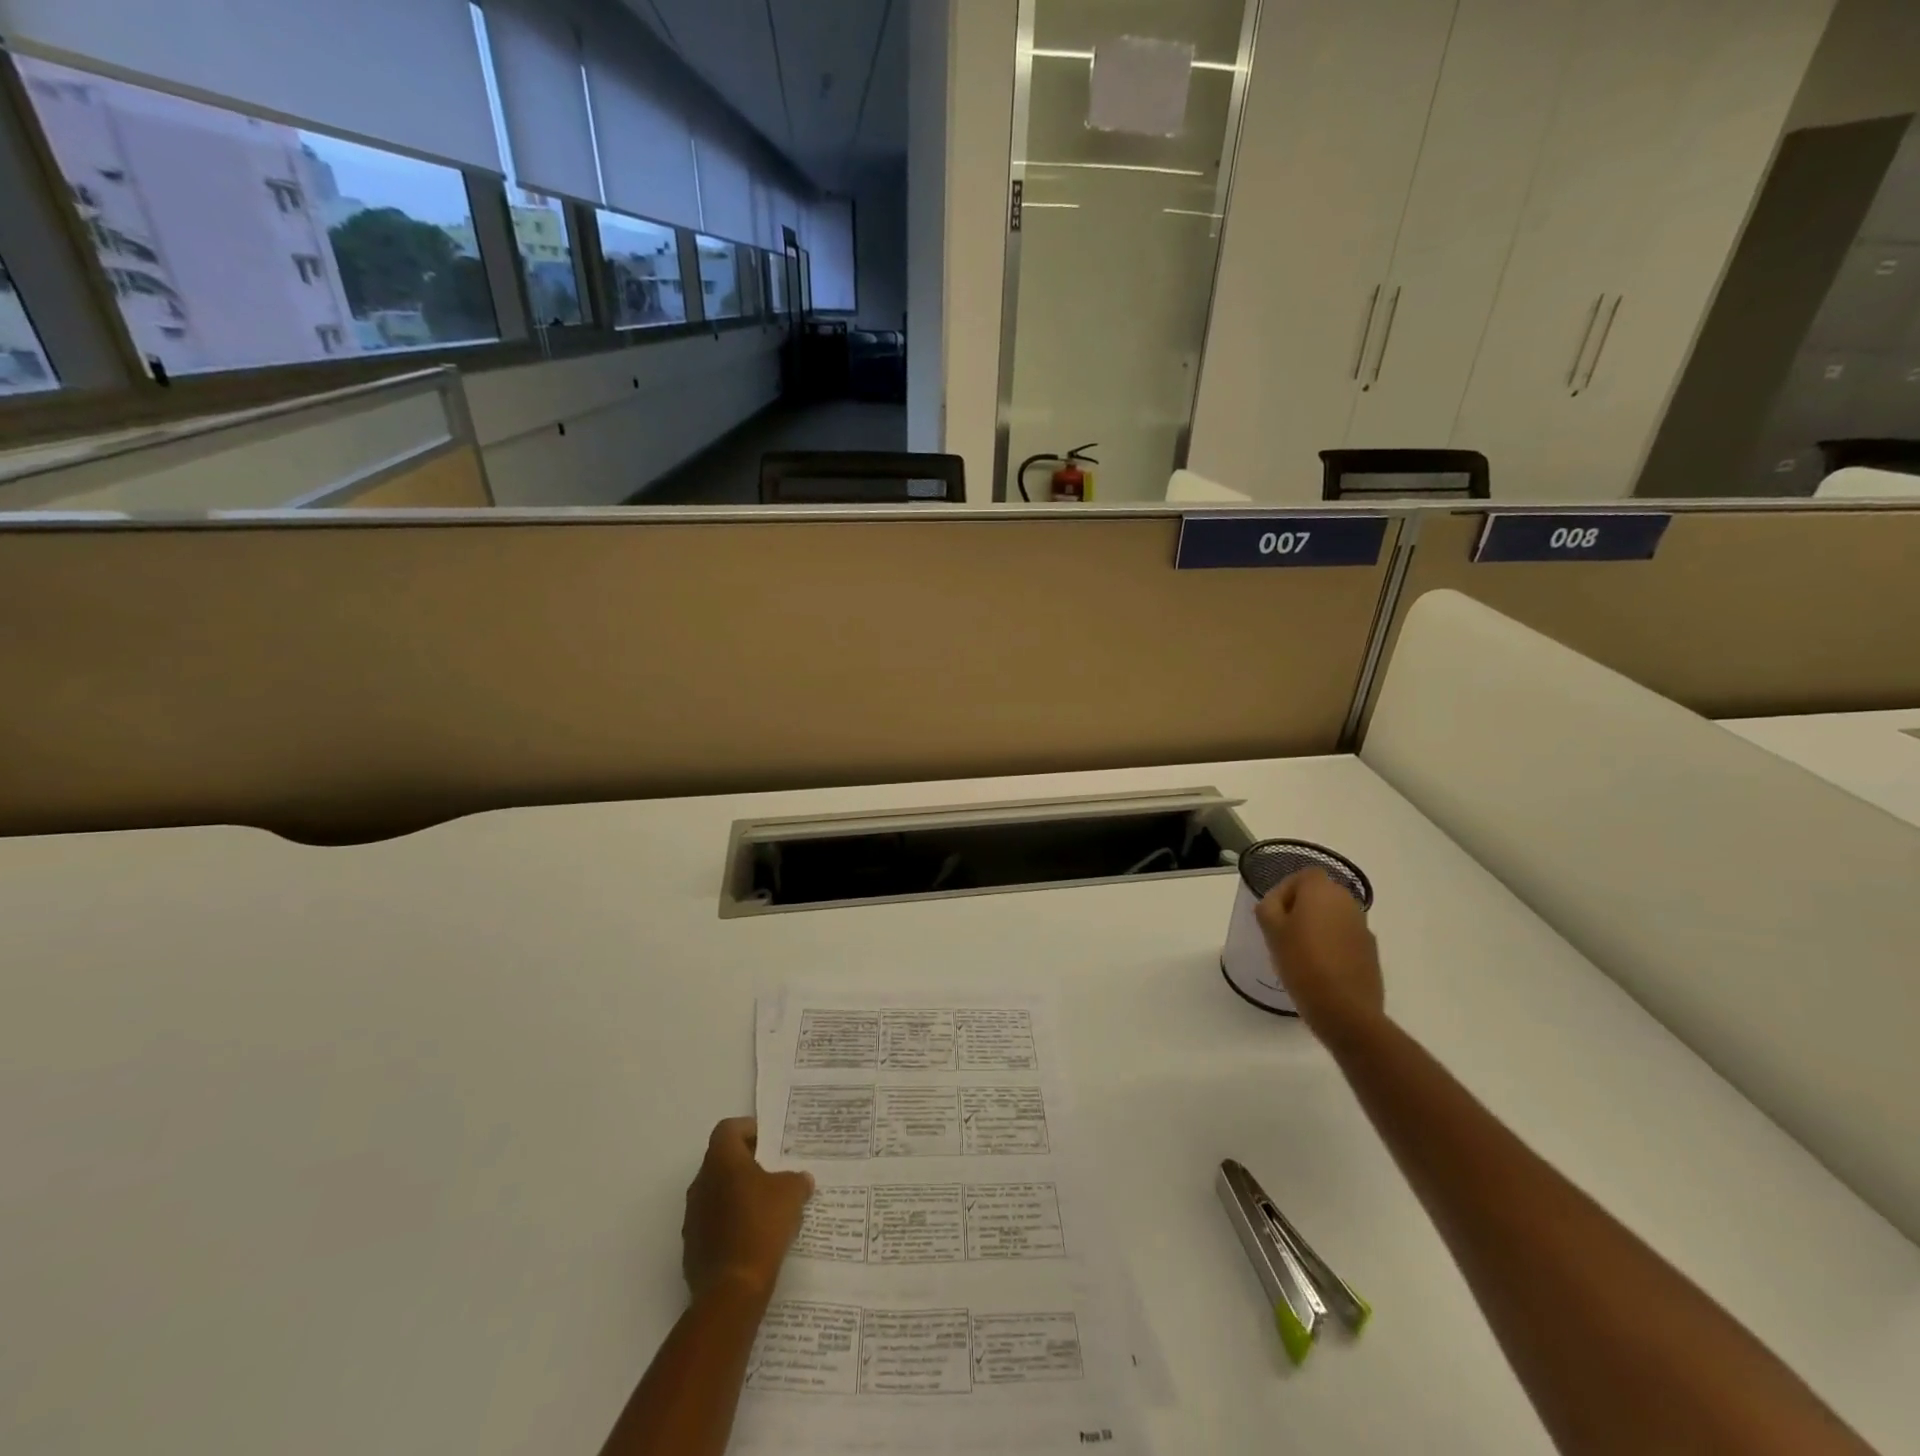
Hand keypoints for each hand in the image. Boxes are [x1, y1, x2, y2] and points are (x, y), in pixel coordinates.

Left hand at [681, 1118, 814, 1303]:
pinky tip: (754, 1236)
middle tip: (774, 1172)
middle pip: (722, 1160)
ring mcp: (693, 1216)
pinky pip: (713, 1222)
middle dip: (747, 1164)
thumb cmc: (762, 1226)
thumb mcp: (792, 1194)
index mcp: (722, 1161)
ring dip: (738, 1194)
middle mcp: (701, 1182)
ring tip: (767, 1206)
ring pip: (717, 1192)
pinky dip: (731, 1222)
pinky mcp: (693, 1246)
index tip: (769, 1143)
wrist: (732, 1289)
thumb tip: (801, 1180)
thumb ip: (797, 1179)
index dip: (749, 1130)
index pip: (728, 1129)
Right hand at [1255, 868, 1384, 1038]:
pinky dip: (1332, 945)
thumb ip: (1268, 906)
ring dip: (1317, 926)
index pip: (1303, 876)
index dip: (1286, 890)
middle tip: (1282, 932)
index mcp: (1322, 891)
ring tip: (1299, 952)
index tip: (1273, 913)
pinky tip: (1319, 968)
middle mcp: (1347, 902)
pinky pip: (1345, 937)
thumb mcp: (1271, 931)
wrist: (1345, 1009)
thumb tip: (1275, 902)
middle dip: (1301, 908)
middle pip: (1320, 894)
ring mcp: (1362, 927)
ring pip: (1333, 916)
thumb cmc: (1302, 962)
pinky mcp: (1370, 952)